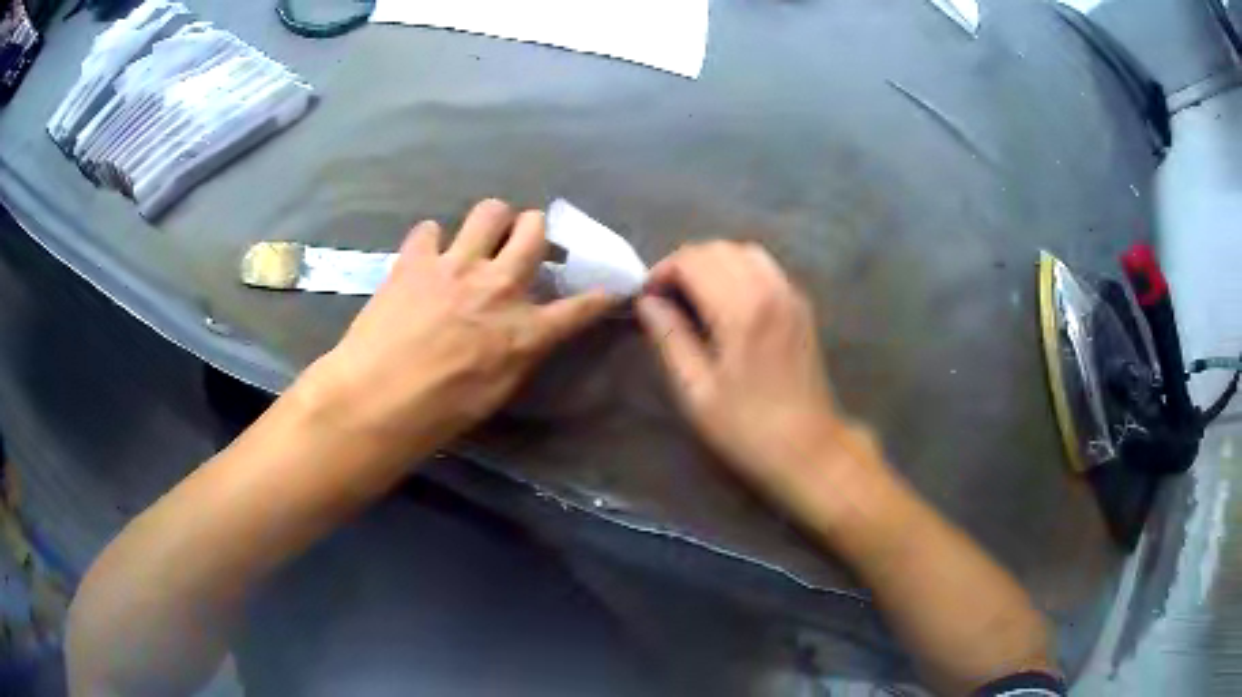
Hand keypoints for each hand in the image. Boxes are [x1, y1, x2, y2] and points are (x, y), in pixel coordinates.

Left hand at [312, 199, 616, 464]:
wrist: (377, 399)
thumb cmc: (439, 413)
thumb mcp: (496, 393)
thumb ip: (518, 354)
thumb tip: (523, 334)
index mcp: (524, 330)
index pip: (579, 308)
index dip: (598, 296)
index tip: (608, 288)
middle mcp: (498, 286)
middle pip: (535, 231)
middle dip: (538, 229)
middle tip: (525, 241)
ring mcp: (456, 266)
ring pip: (491, 211)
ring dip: (494, 219)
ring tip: (482, 235)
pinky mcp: (416, 259)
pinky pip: (430, 229)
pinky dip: (431, 240)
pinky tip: (426, 257)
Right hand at [637, 241, 850, 494]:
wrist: (808, 448)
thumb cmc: (747, 427)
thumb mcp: (696, 391)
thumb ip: (670, 338)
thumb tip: (647, 303)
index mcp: (741, 309)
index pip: (693, 261)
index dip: (663, 271)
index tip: (647, 298)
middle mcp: (769, 289)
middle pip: (718, 249)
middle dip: (685, 264)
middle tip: (665, 298)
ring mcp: (791, 295)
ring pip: (744, 251)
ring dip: (713, 263)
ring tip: (694, 295)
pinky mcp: (801, 306)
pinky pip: (766, 267)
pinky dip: (739, 270)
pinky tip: (727, 300)